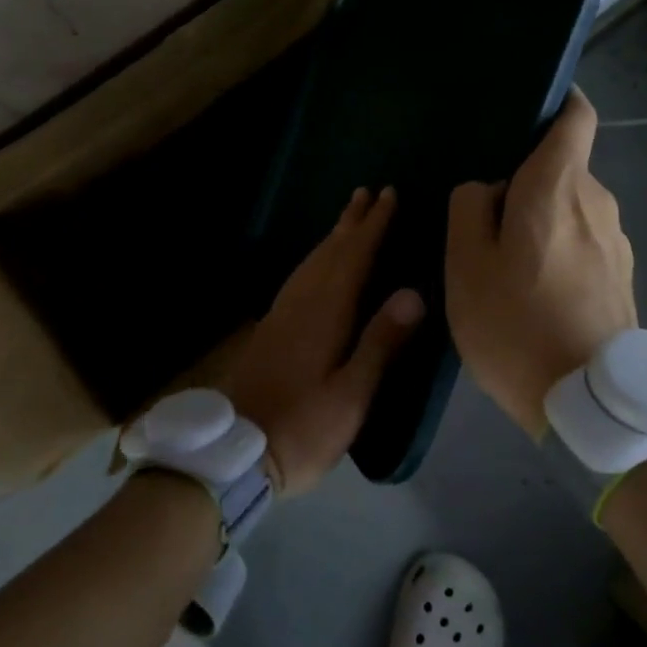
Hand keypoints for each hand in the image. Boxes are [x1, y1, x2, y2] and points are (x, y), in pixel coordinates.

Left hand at [222, 188, 424, 494]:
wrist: (233, 454)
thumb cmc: (302, 428)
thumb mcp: (351, 394)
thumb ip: (381, 341)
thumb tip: (413, 292)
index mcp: (324, 315)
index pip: (353, 258)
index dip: (372, 226)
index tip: (388, 195)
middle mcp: (300, 305)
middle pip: (328, 253)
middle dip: (350, 222)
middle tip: (367, 192)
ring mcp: (279, 317)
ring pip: (309, 264)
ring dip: (331, 237)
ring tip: (346, 219)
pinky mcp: (268, 332)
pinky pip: (297, 279)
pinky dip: (314, 262)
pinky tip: (316, 269)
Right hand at [446, 89, 635, 437]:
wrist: (589, 403)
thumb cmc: (515, 324)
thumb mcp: (465, 265)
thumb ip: (469, 209)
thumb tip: (486, 187)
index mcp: (557, 188)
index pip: (576, 118)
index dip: (558, 102)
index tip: (527, 112)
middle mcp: (597, 203)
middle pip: (563, 168)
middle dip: (527, 179)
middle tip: (484, 213)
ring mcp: (616, 242)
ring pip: (572, 208)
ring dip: (541, 220)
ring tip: (506, 259)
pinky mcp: (623, 277)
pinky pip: (584, 242)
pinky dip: (559, 249)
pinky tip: (534, 289)